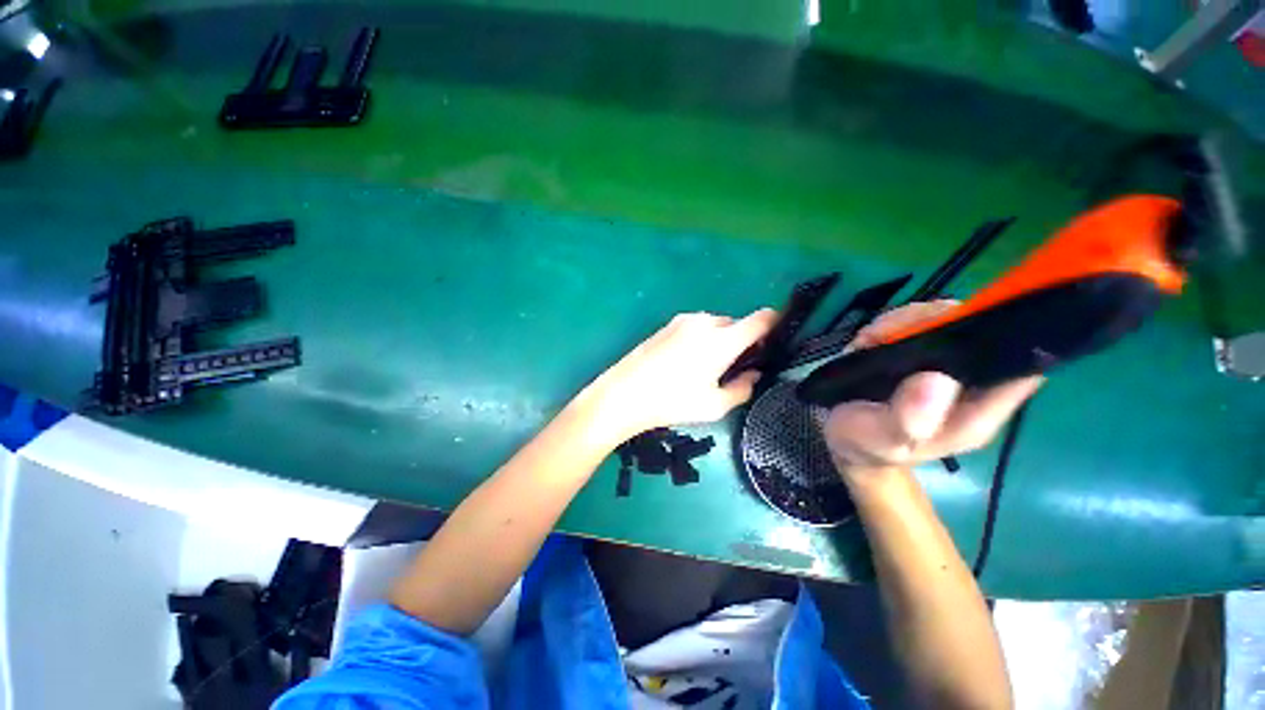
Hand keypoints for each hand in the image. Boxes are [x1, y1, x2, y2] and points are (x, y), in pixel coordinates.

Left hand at [581, 309, 777, 442]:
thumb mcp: (714, 405)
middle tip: (732, 368)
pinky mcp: (667, 325)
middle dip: (741, 341)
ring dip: (719, 340)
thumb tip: (753, 373)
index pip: (761, 319)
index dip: (775, 323)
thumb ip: (742, 388)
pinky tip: (685, 362)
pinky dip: (701, 339)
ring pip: (715, 325)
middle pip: (736, 324)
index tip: (777, 339)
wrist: (624, 393)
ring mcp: (683, 320)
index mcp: (722, 339)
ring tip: (705, 368)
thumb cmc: (672, 401)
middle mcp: (706, 322)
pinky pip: (696, 327)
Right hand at [822, 301, 1042, 480]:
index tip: (970, 321)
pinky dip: (889, 325)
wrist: (844, 440)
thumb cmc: (868, 445)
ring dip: (905, 322)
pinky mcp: (914, 353)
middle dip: (937, 321)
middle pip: (977, 331)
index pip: (1019, 368)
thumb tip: (937, 380)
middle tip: (893, 332)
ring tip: (871, 339)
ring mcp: (940, 364)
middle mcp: (966, 381)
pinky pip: (912, 323)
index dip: (1011, 339)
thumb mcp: (883, 441)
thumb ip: (908, 419)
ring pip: (943, 320)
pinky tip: (868, 340)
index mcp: (977, 409)